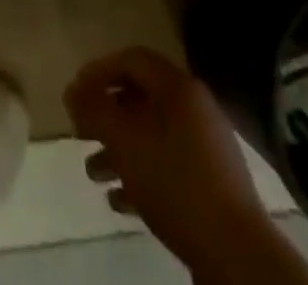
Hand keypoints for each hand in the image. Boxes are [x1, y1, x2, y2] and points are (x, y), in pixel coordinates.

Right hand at [64, 48, 270, 272]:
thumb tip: (73, 91)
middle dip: (106, 116)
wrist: (234, 249)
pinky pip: (167, 166)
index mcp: (177, 86)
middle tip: (79, 133)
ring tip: (93, 173)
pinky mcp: (211, 184)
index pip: (131, 59)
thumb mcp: (123, 138)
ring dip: (118, 150)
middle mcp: (193, 107)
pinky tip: (118, 200)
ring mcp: (206, 147)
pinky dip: (140, 175)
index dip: (99, 71)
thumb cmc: (173, 179)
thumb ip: (93, 109)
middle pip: (140, 98)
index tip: (75, 93)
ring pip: (151, 136)